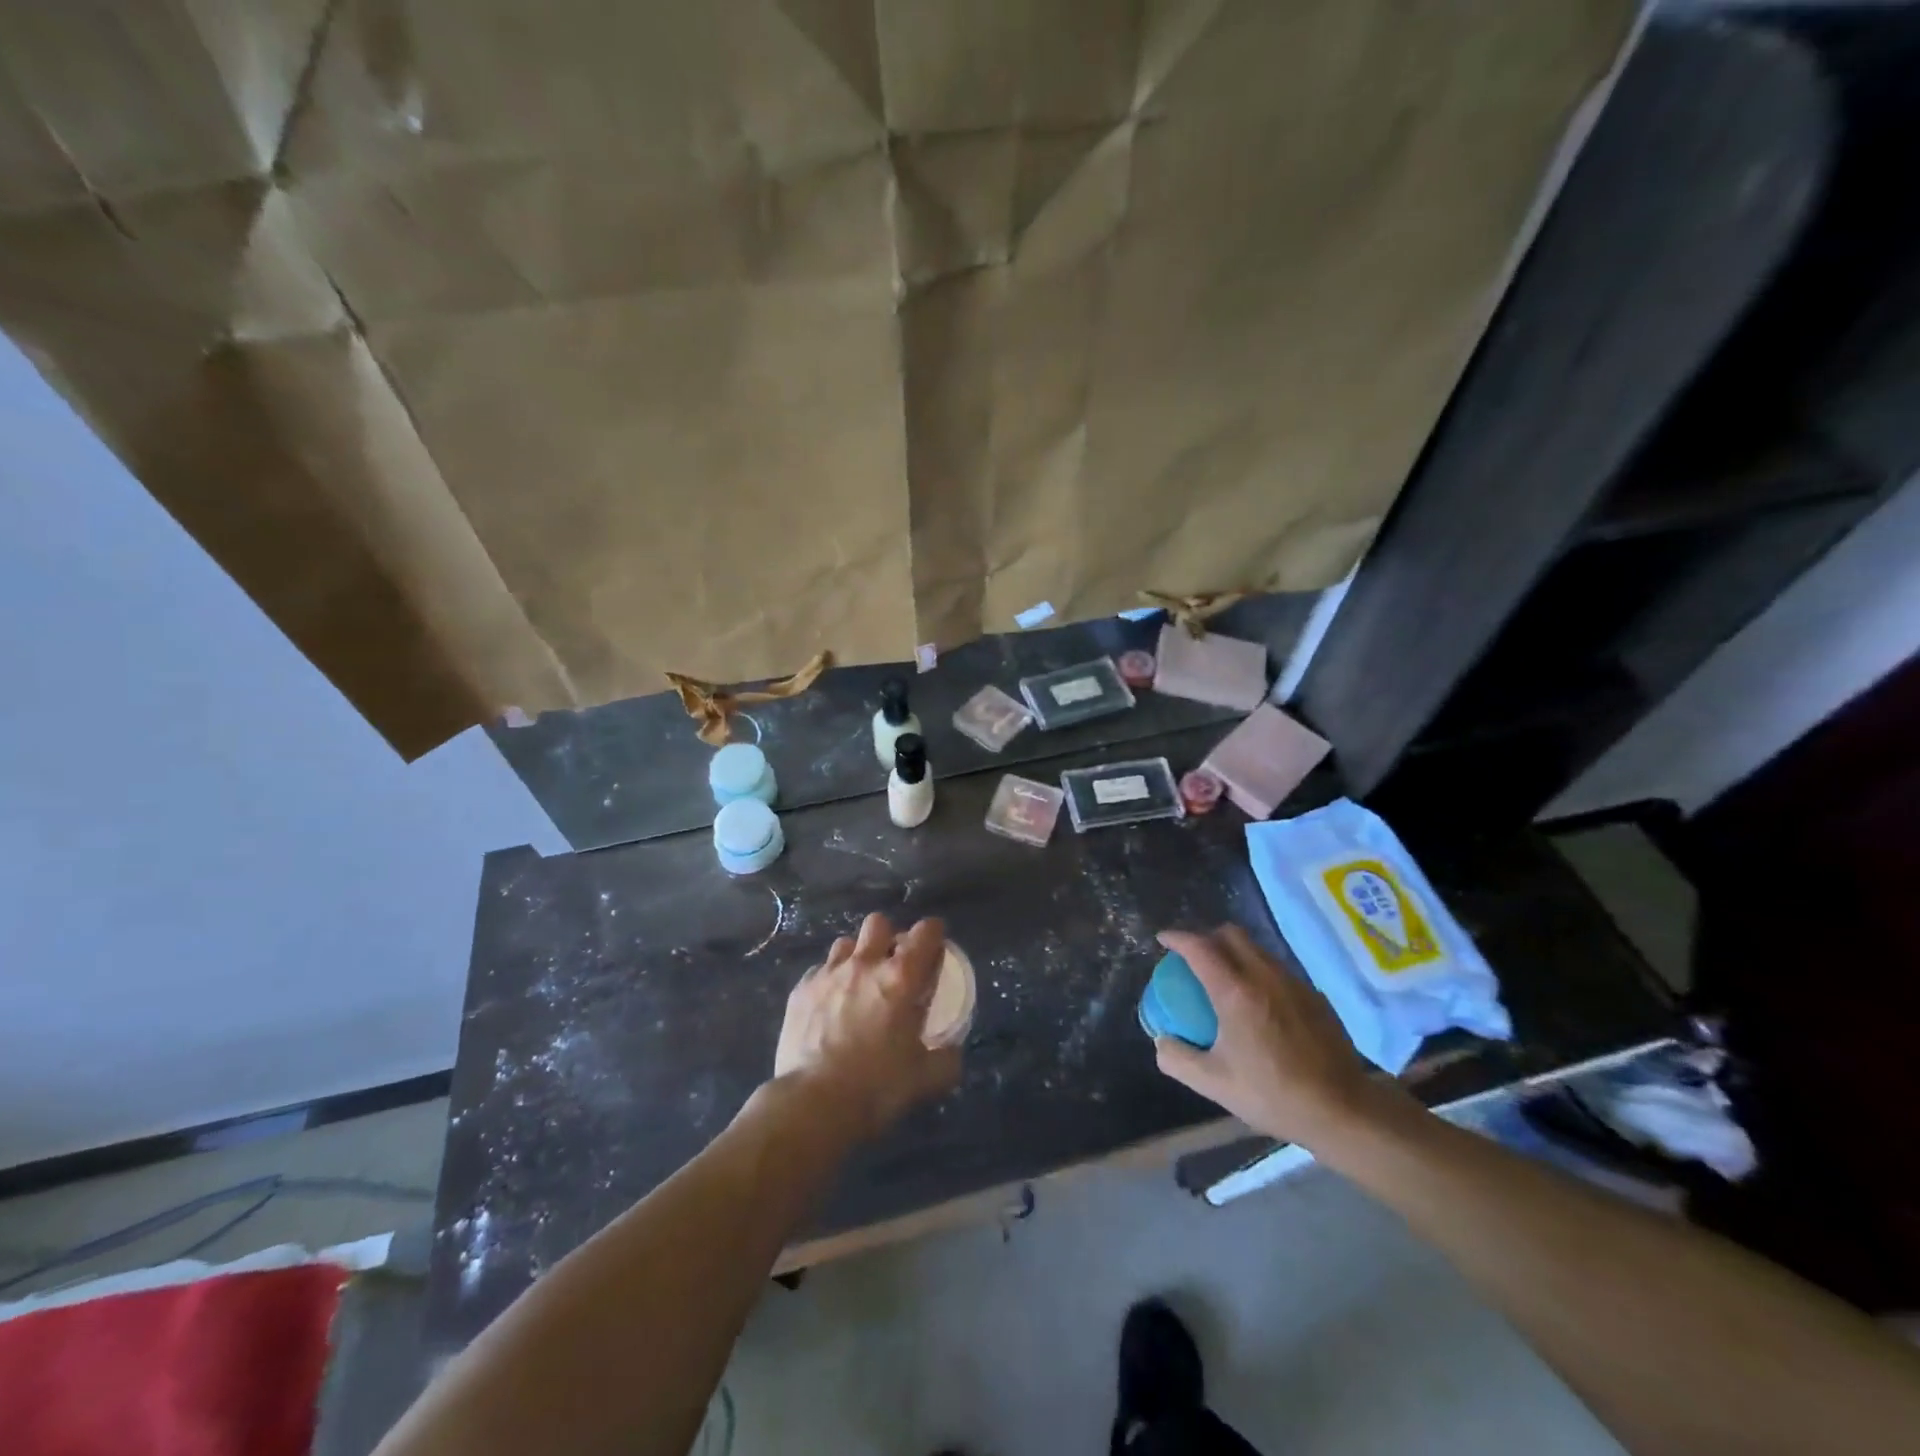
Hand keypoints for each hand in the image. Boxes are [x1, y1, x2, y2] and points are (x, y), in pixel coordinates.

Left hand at [773, 913, 961, 1139]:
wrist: (812, 1104)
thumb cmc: (875, 1087)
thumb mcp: (926, 1079)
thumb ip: (946, 1059)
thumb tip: (952, 1051)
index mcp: (901, 978)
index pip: (925, 932)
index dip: (933, 935)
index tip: (934, 951)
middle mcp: (865, 964)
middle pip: (879, 923)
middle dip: (889, 937)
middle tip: (892, 966)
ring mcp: (828, 974)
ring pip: (845, 943)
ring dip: (856, 956)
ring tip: (858, 983)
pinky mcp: (801, 990)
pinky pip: (819, 971)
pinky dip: (829, 981)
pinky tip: (829, 1006)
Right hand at [1152, 925, 1401, 1148]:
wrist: (1342, 1110)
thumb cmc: (1273, 1094)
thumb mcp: (1214, 1084)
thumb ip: (1178, 1059)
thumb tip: (1162, 1040)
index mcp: (1235, 992)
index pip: (1199, 947)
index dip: (1177, 938)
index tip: (1163, 940)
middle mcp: (1264, 976)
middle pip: (1231, 934)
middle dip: (1207, 936)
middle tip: (1193, 957)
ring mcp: (1294, 983)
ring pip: (1257, 949)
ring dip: (1234, 952)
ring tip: (1224, 977)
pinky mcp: (1314, 996)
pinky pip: (1278, 968)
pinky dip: (1258, 971)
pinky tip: (1259, 1002)